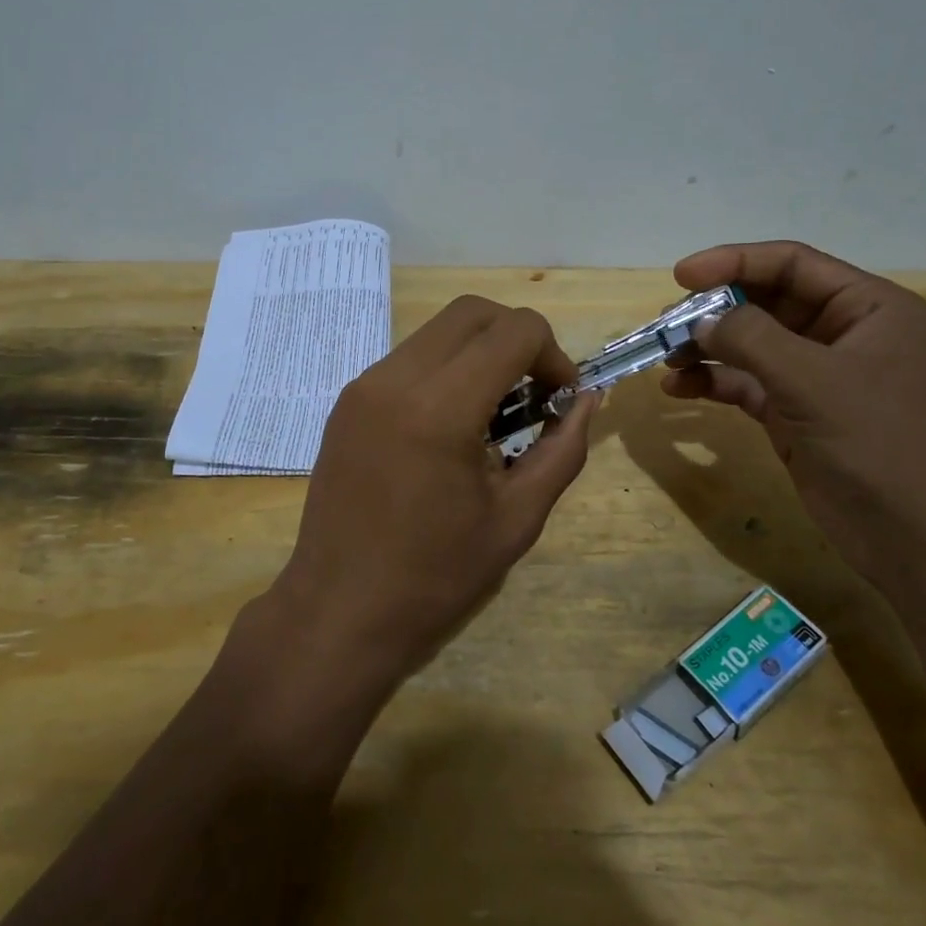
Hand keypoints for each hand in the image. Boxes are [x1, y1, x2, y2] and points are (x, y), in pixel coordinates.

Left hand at [267, 296, 597, 689]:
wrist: (338, 613)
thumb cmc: (435, 578)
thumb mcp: (518, 519)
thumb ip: (563, 449)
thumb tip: (587, 399)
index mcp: (440, 407)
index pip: (515, 330)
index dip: (554, 355)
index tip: (559, 401)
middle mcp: (395, 379)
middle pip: (473, 311)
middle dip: (517, 338)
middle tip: (533, 393)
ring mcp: (363, 386)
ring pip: (438, 331)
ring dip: (479, 352)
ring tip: (493, 414)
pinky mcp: (346, 401)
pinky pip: (408, 358)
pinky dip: (444, 370)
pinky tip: (451, 426)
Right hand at [663, 241, 925, 585]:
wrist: (923, 542)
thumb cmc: (881, 444)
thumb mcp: (814, 381)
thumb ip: (752, 338)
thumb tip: (701, 320)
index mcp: (867, 308)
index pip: (792, 264)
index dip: (733, 262)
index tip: (680, 277)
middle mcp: (843, 334)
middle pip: (766, 302)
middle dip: (714, 311)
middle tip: (665, 325)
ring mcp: (819, 377)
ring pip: (751, 345)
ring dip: (707, 348)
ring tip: (666, 359)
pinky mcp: (797, 415)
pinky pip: (746, 384)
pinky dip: (713, 383)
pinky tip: (678, 390)